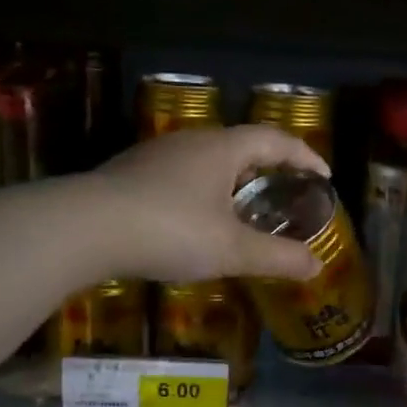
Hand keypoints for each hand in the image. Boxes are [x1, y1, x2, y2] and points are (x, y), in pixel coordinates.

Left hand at [90, 126, 328, 283]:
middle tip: (286, 193)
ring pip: (207, 161)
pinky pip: (181, 176)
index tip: (323, 176)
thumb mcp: (231, 249)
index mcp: (222, 149)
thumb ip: (277, 257)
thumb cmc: (170, 229)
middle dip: (268, 168)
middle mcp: (190, 142)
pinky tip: (196, 221)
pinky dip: (203, 193)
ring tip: (244, 209)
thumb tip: (317, 266)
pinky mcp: (129, 175)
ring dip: (232, 181)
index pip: (274, 140)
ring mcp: (155, 156)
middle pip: (240, 146)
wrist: (83, 229)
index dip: (304, 156)